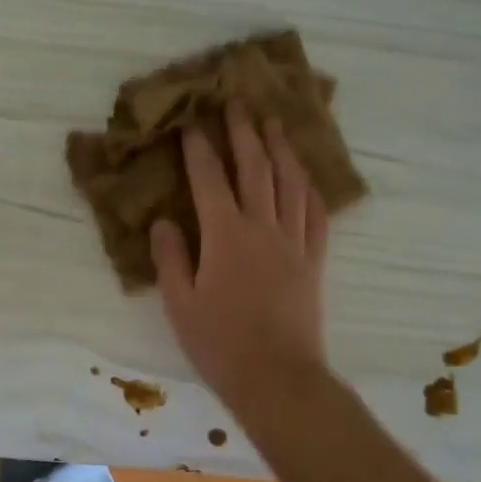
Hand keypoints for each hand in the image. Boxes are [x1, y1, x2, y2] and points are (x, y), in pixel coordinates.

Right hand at [152, 99, 329, 408]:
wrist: (278, 378)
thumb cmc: (220, 344)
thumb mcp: (179, 303)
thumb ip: (170, 257)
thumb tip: (164, 221)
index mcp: (224, 236)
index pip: (208, 179)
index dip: (198, 148)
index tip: (191, 122)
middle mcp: (262, 227)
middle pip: (255, 169)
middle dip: (244, 133)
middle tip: (237, 103)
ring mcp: (293, 242)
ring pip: (290, 183)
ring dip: (281, 149)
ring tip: (274, 124)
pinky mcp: (314, 260)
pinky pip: (316, 214)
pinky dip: (310, 189)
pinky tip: (305, 176)